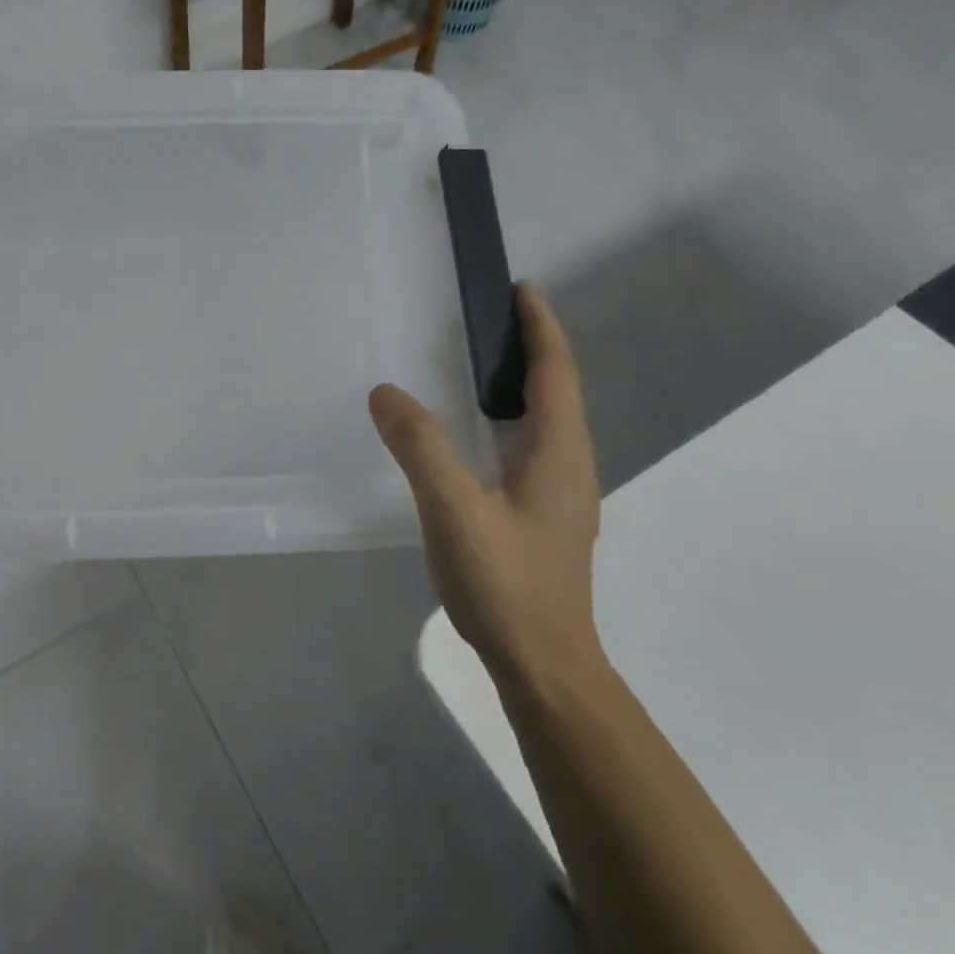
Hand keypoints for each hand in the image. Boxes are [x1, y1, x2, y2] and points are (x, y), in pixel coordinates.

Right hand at [369, 285, 601, 678]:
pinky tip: (477, 434)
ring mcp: (560, 494)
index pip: (555, 372)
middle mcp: (569, 465)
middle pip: (556, 390)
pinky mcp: (543, 516)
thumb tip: (386, 392)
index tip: (522, 289)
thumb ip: (420, 447)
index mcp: (559, 452)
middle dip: (530, 348)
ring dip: (521, 384)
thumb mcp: (454, 509)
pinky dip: (509, 419)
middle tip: (489, 318)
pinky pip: (529, 446)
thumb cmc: (506, 583)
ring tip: (480, 364)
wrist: (544, 664)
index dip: (541, 327)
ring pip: (544, 421)